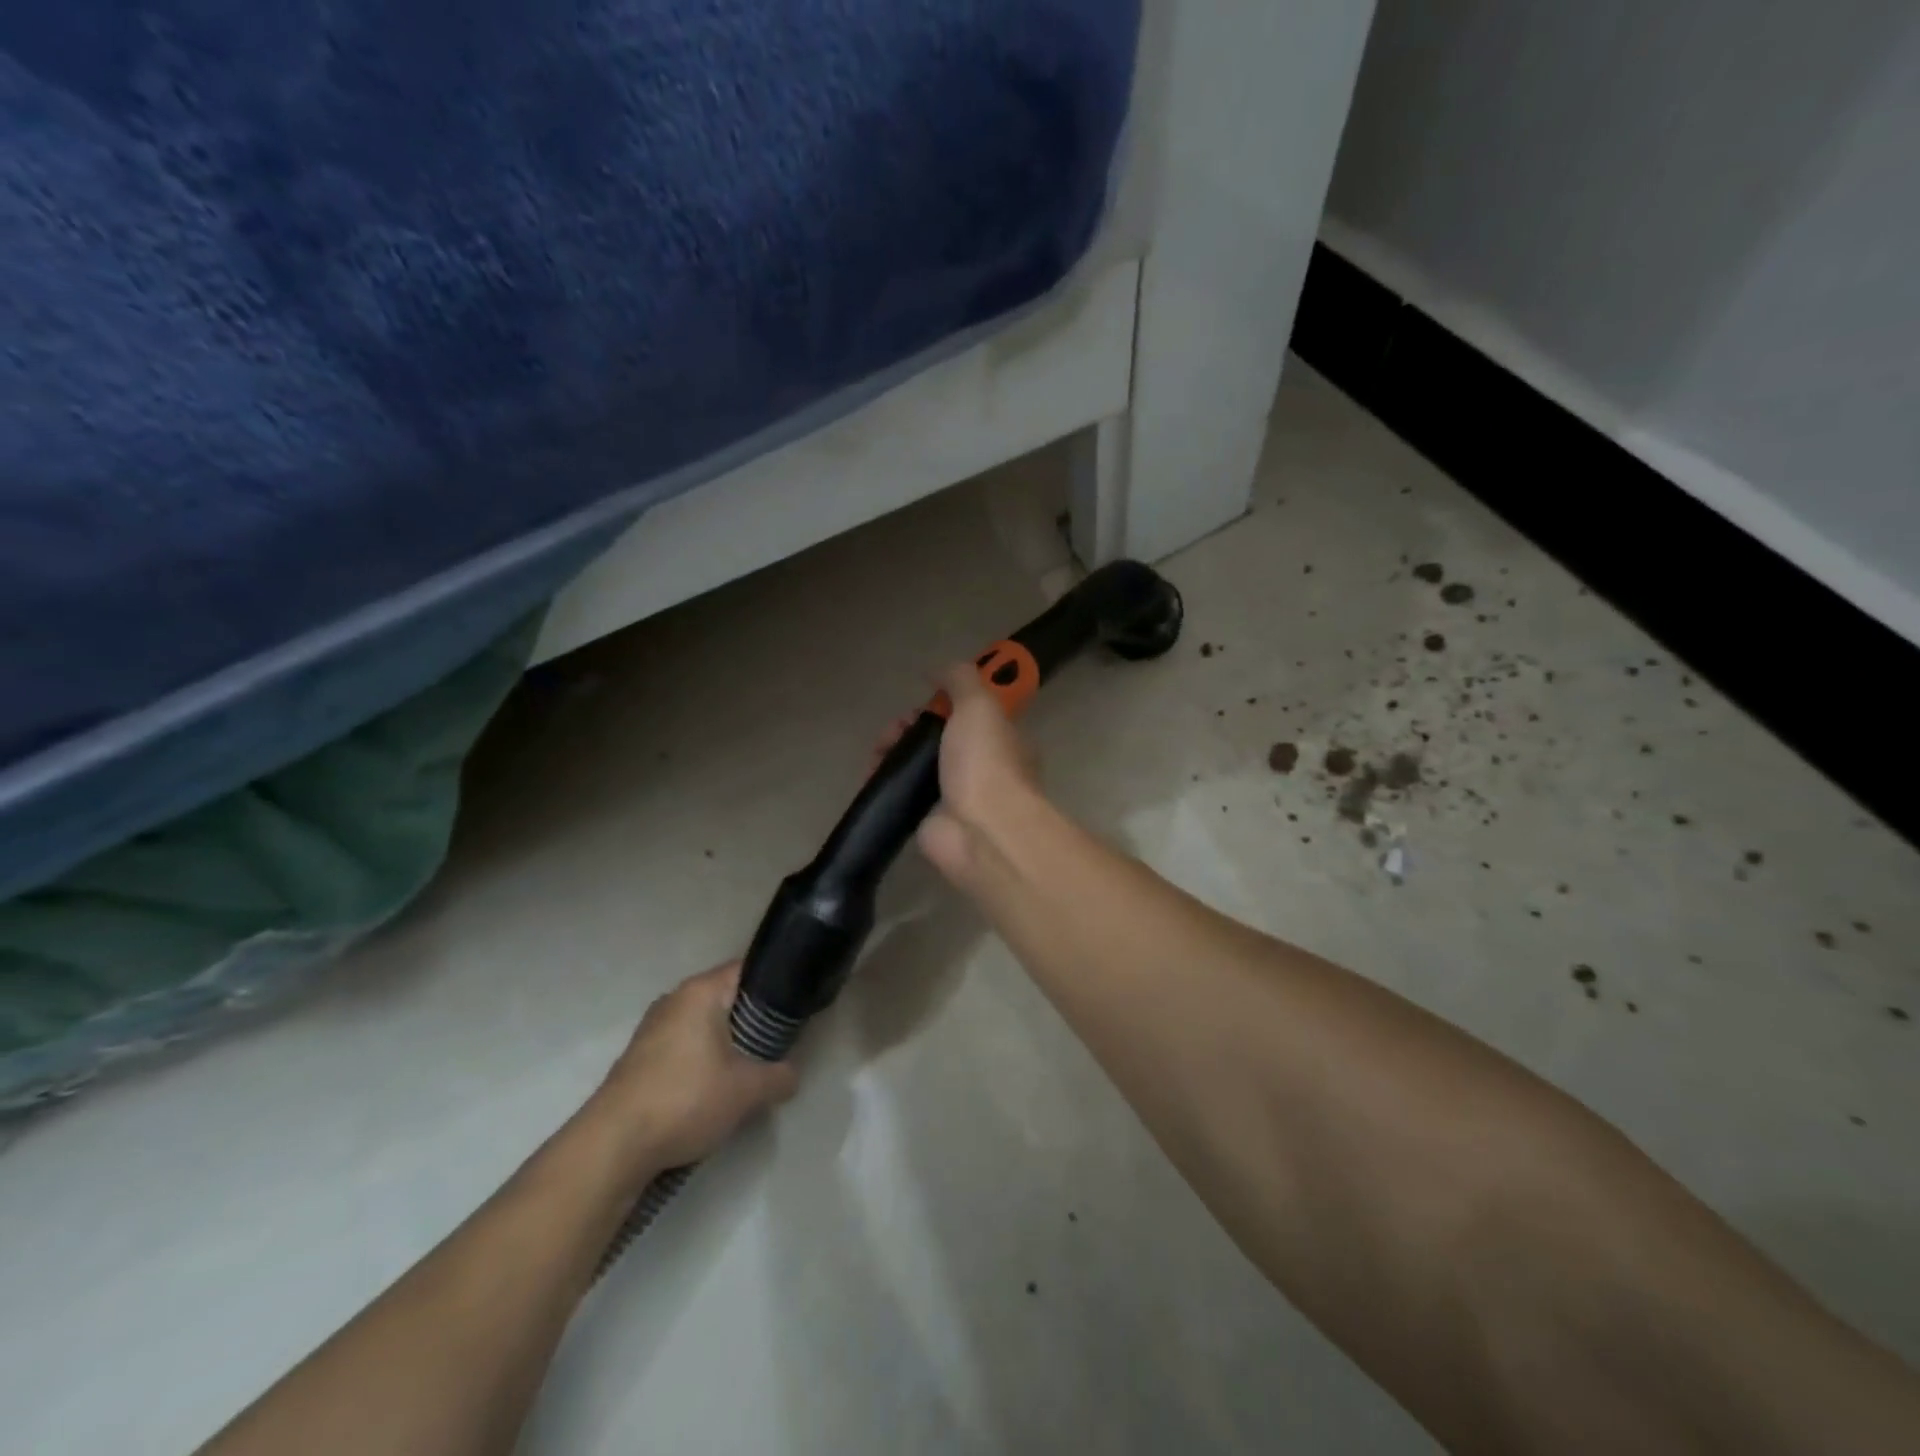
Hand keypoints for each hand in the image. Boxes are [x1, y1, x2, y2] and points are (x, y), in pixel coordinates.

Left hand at [593, 962, 797, 1173]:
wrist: (612, 1147)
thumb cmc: (685, 1099)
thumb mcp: (747, 1091)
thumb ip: (779, 1077)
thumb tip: (791, 1075)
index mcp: (700, 992)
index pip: (746, 969)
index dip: (774, 983)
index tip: (794, 1008)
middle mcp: (673, 1000)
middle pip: (724, 998)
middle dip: (751, 1019)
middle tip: (776, 1043)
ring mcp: (651, 1029)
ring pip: (702, 1025)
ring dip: (724, 1044)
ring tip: (747, 1070)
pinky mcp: (638, 1059)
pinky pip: (682, 1047)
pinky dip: (700, 1061)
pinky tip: (711, 1090)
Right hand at [878, 662, 1045, 888]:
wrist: (981, 832)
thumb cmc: (986, 762)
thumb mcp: (979, 704)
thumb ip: (960, 679)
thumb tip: (939, 669)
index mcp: (1001, 737)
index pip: (969, 711)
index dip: (943, 701)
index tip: (923, 698)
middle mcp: (981, 764)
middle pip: (938, 736)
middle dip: (910, 726)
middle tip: (894, 729)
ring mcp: (956, 794)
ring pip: (918, 763)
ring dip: (893, 751)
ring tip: (878, 752)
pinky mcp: (931, 818)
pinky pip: (904, 793)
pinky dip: (885, 782)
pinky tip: (871, 776)